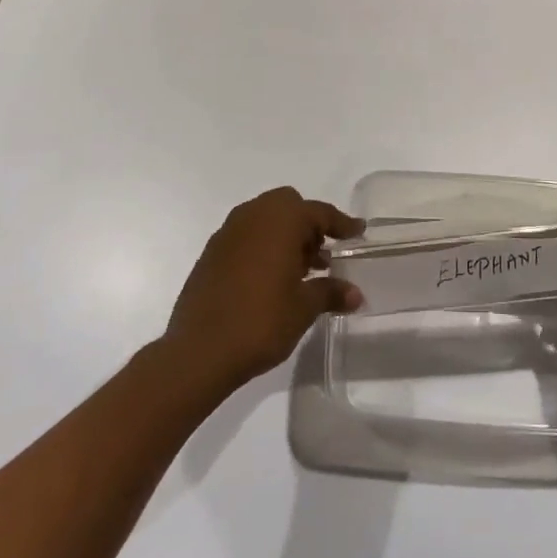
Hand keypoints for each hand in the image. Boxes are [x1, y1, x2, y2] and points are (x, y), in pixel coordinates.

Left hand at [163, 187, 362, 391]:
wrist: (198, 352)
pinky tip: (269, 280)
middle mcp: (254, 215)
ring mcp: (228, 232)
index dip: (342, 224)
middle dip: (308, 225)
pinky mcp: (211, 253)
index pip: (320, 213)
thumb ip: (331, 293)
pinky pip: (246, 236)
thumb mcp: (303, 308)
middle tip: (321, 255)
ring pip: (265, 219)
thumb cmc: (260, 321)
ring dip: (284, 236)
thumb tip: (356, 294)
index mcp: (281, 219)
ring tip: (298, 272)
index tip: (358, 232)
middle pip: (289, 205)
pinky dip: (262, 247)